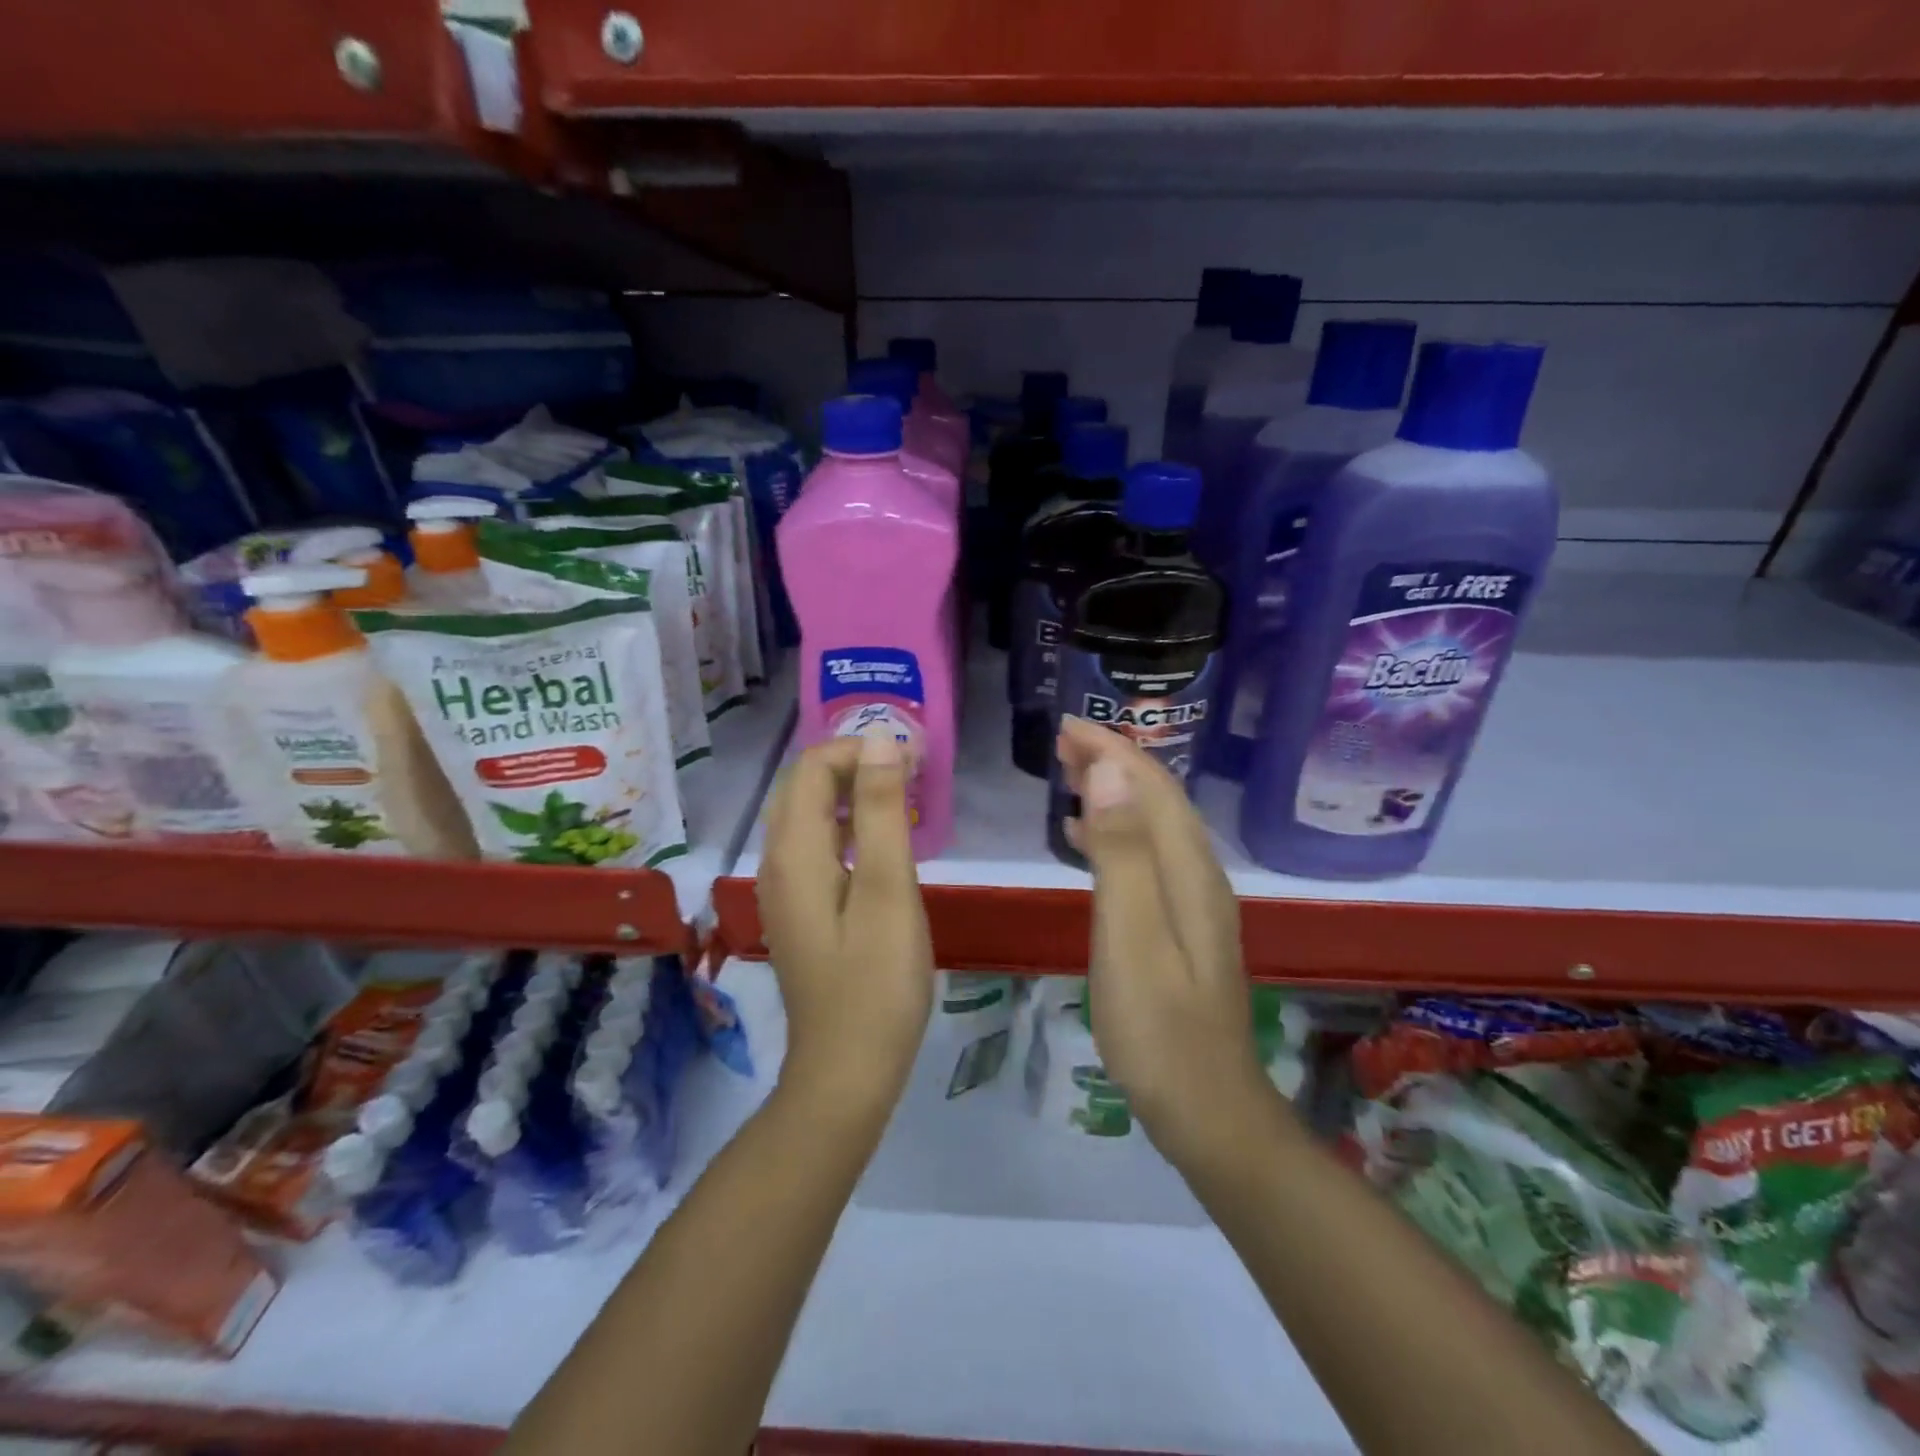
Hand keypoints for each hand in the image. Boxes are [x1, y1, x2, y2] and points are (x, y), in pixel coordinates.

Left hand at [756, 734, 934, 1114]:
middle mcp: (777, 861)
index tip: (913, 761)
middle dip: (854, 764)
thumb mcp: (888, 890)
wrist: (847, 1070)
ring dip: (850, 793)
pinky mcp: (799, 910)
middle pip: (803, 786)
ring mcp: (783, 888)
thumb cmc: (877, 981)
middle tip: (911, 774)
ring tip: (902, 798)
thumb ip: (881, 811)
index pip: (812, 767)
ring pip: (807, 815)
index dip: (860, 749)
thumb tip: (881, 741)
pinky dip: (846, 825)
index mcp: (794, 851)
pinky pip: (815, 845)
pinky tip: (881, 843)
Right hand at [1055, 715, 1271, 1163]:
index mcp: (1188, 871)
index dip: (1112, 748)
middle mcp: (1199, 875)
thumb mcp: (1130, 937)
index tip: (1066, 725)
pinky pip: (1148, 855)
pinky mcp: (1182, 925)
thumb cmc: (1158, 1028)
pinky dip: (1116, 830)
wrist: (1207, 1109)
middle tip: (1062, 739)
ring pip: (1154, 824)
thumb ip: (1121, 853)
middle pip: (1158, 798)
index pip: (1151, 786)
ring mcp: (1194, 902)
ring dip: (1115, 790)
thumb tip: (1110, 771)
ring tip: (1070, 771)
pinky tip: (1086, 837)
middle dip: (1114, 759)